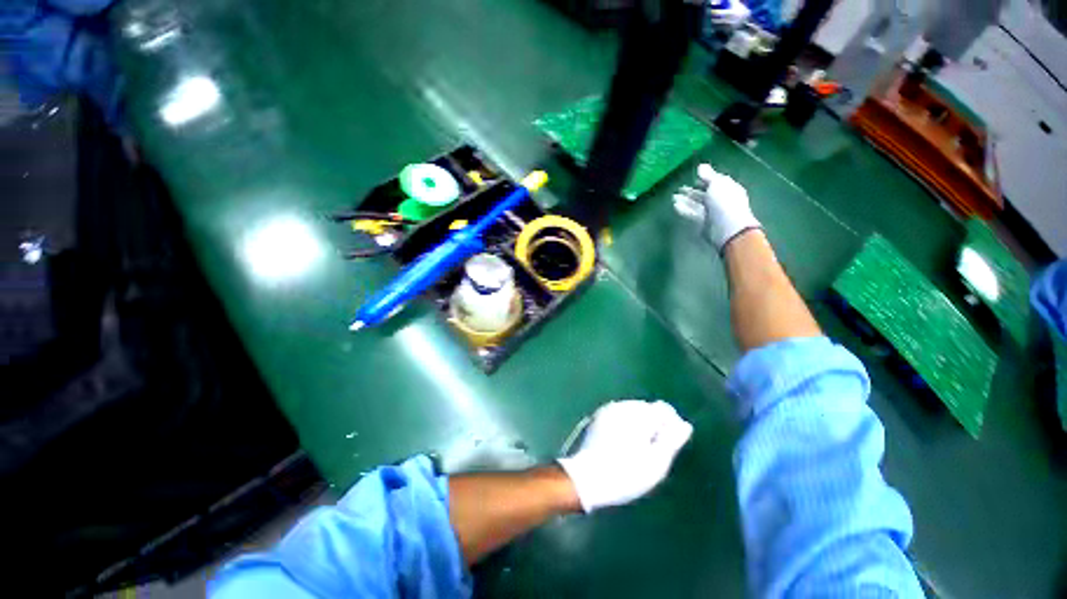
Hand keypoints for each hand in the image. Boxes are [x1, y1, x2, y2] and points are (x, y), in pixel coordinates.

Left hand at [558, 400, 693, 512]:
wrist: (587, 478)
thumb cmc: (626, 473)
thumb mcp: (656, 462)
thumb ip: (672, 440)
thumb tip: (685, 424)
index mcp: (638, 414)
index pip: (663, 409)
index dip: (671, 425)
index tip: (669, 445)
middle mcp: (622, 406)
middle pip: (647, 408)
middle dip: (654, 424)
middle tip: (653, 450)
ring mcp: (608, 410)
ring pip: (632, 411)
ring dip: (639, 424)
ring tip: (638, 449)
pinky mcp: (598, 417)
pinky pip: (619, 415)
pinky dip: (626, 425)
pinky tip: (623, 444)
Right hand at [673, 163, 761, 251]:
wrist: (727, 229)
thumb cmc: (725, 203)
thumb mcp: (717, 184)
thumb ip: (708, 175)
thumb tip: (701, 166)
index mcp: (728, 189)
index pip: (716, 182)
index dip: (705, 179)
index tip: (694, 177)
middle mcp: (720, 201)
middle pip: (704, 195)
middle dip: (692, 192)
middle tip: (679, 189)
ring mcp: (711, 213)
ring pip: (696, 205)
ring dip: (685, 201)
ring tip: (674, 197)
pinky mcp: (703, 223)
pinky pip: (692, 214)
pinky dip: (684, 209)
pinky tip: (675, 206)